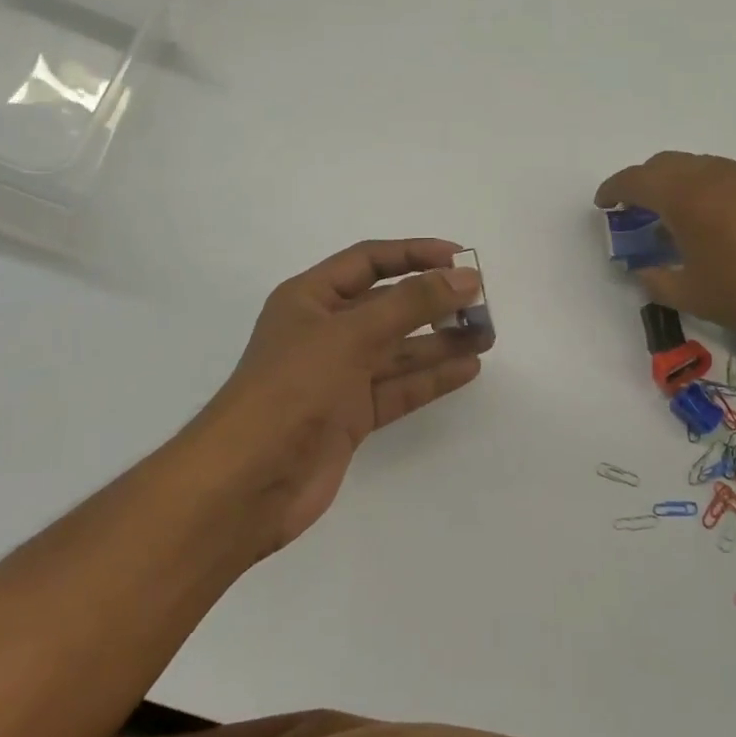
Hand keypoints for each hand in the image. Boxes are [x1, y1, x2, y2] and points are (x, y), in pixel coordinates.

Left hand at [186, 239, 491, 552]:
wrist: (248, 482)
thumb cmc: (292, 389)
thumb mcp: (351, 334)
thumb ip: (411, 304)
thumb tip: (466, 278)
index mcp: (310, 299)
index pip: (369, 261)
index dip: (415, 254)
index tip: (462, 259)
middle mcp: (325, 333)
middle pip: (388, 306)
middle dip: (434, 302)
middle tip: (482, 303)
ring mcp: (338, 377)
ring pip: (399, 350)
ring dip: (441, 341)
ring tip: (487, 334)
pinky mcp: (351, 417)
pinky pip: (399, 388)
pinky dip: (432, 378)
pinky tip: (468, 368)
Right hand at [595, 152, 735, 345]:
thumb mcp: (692, 295)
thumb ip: (658, 281)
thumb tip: (645, 272)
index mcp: (684, 196)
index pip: (636, 180)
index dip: (613, 189)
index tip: (603, 204)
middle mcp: (712, 176)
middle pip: (665, 163)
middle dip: (643, 181)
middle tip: (635, 209)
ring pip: (698, 166)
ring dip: (677, 182)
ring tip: (674, 216)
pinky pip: (725, 177)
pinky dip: (705, 189)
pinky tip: (714, 221)